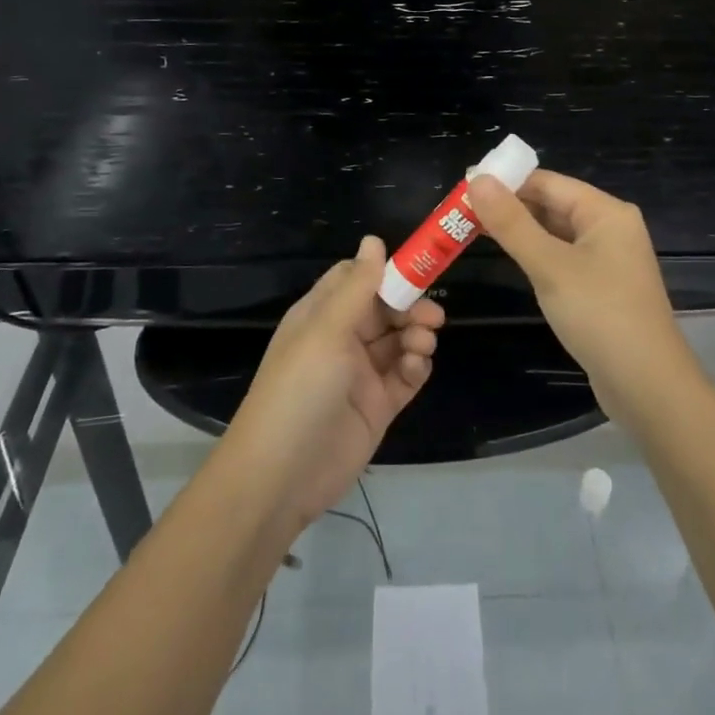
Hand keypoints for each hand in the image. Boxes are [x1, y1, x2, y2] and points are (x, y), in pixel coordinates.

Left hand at [225, 237, 442, 528]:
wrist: (282, 476)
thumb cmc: (299, 389)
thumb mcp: (326, 330)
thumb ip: (357, 286)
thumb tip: (375, 239)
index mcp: (321, 315)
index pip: (357, 279)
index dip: (386, 272)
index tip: (418, 269)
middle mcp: (341, 339)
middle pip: (385, 309)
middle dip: (410, 307)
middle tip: (433, 317)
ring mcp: (360, 374)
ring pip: (399, 341)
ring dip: (416, 336)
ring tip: (423, 344)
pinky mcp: (377, 406)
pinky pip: (405, 376)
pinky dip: (416, 367)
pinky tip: (416, 367)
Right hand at [469, 170, 698, 423]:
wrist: (648, 387)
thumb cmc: (600, 316)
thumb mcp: (550, 266)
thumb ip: (511, 223)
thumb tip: (476, 179)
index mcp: (606, 212)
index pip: (547, 182)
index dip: (506, 181)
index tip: (463, 187)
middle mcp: (610, 228)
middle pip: (552, 204)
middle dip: (509, 206)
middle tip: (459, 211)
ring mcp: (608, 260)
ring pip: (555, 233)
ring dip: (519, 231)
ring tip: (471, 230)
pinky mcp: (601, 288)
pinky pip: (562, 258)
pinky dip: (535, 255)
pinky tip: (509, 259)